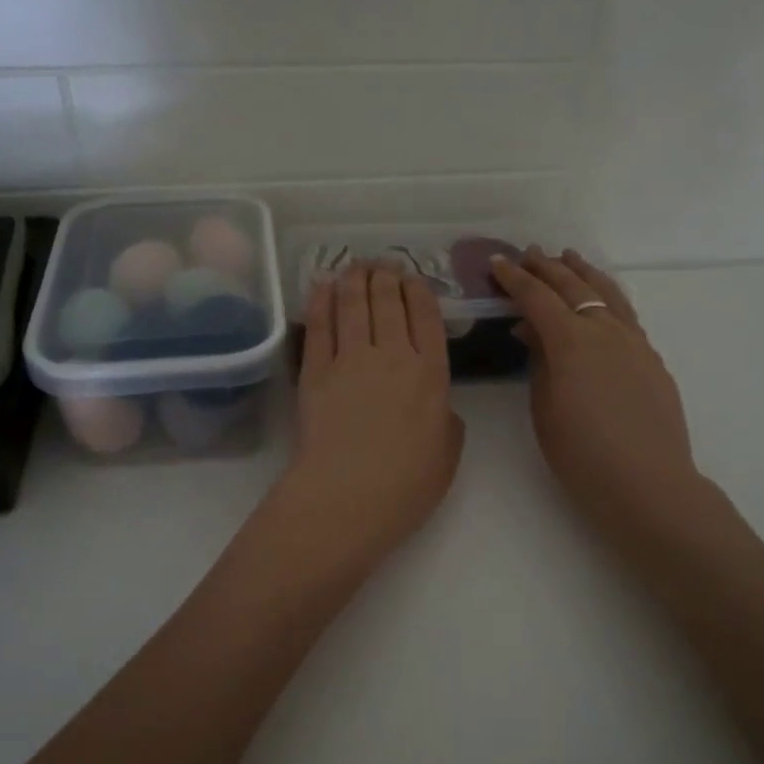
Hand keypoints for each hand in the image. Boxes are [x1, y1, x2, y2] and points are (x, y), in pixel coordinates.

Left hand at [277, 262, 463, 572]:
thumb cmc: (406, 485)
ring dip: (356, 279)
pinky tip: (323, 285)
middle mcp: (393, 354)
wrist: (348, 497)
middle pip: (388, 301)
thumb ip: (447, 419)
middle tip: (383, 265)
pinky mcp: (315, 370)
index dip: (418, 290)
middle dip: (386, 276)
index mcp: (431, 373)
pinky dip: (322, 300)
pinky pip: (320, 325)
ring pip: (353, 303)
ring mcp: (350, 359)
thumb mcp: (448, 453)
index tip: (412, 278)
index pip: (426, 316)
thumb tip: (437, 406)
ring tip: (357, 265)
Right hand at [490, 248, 706, 547]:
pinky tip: (601, 302)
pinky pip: (625, 313)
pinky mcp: (651, 358)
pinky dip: (607, 296)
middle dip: (547, 267)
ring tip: (569, 258)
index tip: (497, 262)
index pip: (537, 297)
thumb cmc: (581, 454)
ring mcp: (634, 341)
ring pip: (607, 293)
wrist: (647, 483)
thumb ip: (539, 360)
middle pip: (573, 286)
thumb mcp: (544, 407)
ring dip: (583, 272)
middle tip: (527, 254)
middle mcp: (605, 330)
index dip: (514, 278)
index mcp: (571, 340)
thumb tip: (533, 330)